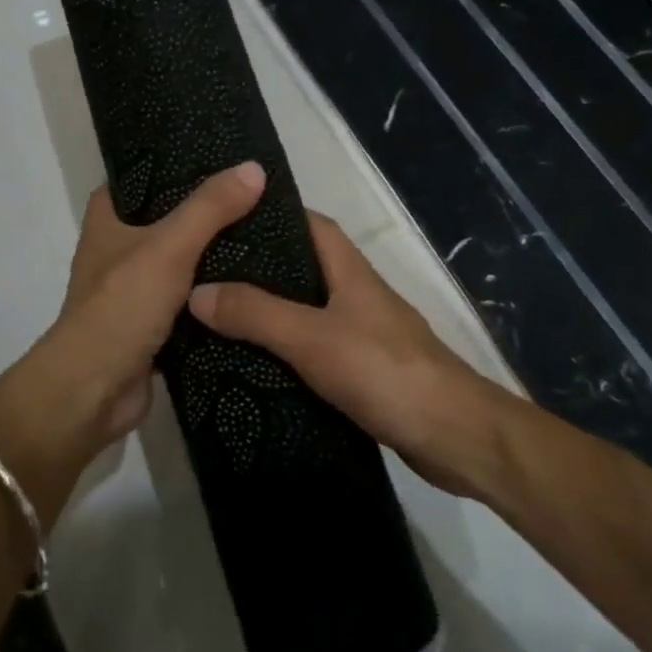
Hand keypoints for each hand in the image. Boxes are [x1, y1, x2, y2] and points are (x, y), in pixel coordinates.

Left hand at [0, 162, 266, 501]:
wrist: (94, 390)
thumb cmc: (121, 307)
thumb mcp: (168, 247)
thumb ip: (210, 209)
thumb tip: (253, 168)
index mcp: (108, 221)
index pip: (140, 177)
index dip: (174, 165)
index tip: (220, 158)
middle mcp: (118, 251)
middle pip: (167, 220)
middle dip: (206, 212)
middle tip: (257, 198)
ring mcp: (135, 291)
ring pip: (181, 263)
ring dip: (214, 257)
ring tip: (266, 235)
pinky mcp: (152, 326)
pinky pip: (190, 302)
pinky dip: (214, 297)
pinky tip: (253, 287)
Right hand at [187, 213, 509, 495]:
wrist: (454, 436)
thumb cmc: (384, 371)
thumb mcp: (311, 337)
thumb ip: (255, 313)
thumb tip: (197, 290)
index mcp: (350, 272)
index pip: (311, 224)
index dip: (273, 215)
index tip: (226, 219)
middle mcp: (358, 297)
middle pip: (304, 268)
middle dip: (259, 268)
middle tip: (207, 275)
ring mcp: (364, 336)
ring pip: (307, 312)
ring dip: (269, 313)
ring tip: (218, 318)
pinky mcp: (365, 373)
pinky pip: (315, 351)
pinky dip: (286, 353)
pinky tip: (255, 366)